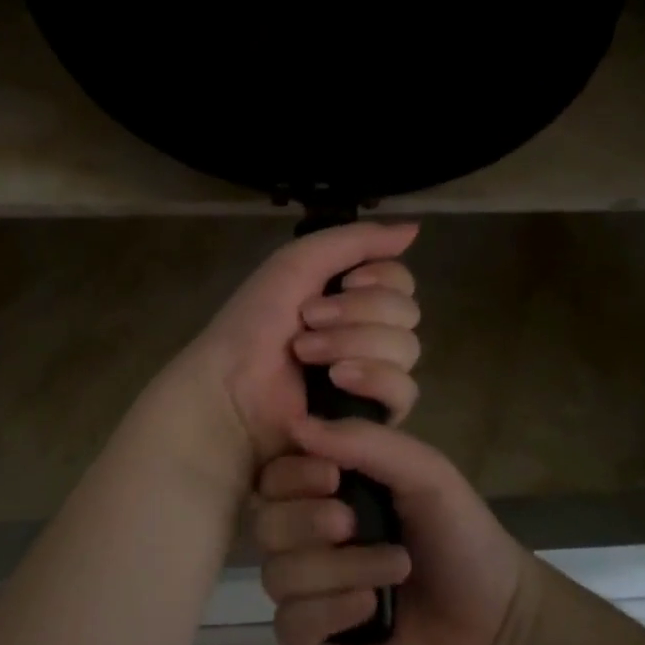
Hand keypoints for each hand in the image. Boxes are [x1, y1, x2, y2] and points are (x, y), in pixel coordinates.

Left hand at [176, 222, 421, 471]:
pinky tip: (337, 381)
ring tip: (307, 354)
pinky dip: (373, 379)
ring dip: (353, 343)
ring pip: (406, 349)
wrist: (230, 386)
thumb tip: (414, 230)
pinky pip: (403, 393)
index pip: (400, 282)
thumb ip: (355, 241)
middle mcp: (367, 333)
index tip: (348, 282)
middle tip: (308, 321)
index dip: (381, 279)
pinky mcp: (372, 415)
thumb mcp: (297, 264)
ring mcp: (372, 376)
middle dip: (357, 312)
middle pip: (406, 313)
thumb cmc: (255, 323)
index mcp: (351, 298)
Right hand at [254, 418, 531, 644]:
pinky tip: (372, 610)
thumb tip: (296, 426)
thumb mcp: (423, 472)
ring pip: (277, 575)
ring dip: (338, 571)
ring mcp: (309, 589)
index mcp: (327, 492)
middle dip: (310, 523)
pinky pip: (289, 625)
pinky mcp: (315, 640)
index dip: (292, 475)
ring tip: (394, 571)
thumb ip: (364, 441)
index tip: (332, 478)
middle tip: (357, 524)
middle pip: (264, 524)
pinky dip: (330, 613)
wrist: (499, 622)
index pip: (273, 475)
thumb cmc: (461, 534)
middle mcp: (309, 536)